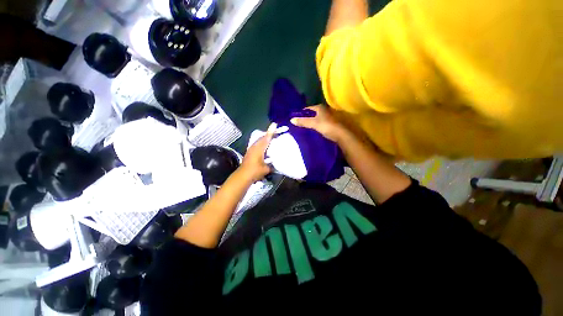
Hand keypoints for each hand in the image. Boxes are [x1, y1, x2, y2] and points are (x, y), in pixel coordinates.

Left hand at [239, 123, 276, 181]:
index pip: (266, 138)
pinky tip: (264, 147)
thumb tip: (276, 164)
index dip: (271, 132)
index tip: (274, 124)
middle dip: (268, 134)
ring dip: (264, 139)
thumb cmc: (255, 171)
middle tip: (275, 132)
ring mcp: (251, 149)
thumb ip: (272, 165)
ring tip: (271, 138)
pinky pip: (257, 145)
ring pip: (259, 141)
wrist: (242, 176)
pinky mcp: (249, 153)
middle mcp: (254, 147)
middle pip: (262, 138)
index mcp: (259, 149)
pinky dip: (261, 144)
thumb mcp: (266, 169)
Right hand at [290, 105, 347, 141]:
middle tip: (298, 124)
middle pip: (311, 114)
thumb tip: (291, 120)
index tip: (295, 119)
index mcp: (320, 108)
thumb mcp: (313, 123)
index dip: (301, 113)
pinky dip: (314, 127)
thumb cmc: (326, 126)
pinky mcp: (329, 124)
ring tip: (303, 128)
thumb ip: (303, 121)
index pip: (307, 109)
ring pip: (315, 119)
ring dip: (310, 123)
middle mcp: (324, 110)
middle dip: (305, 119)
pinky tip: (311, 131)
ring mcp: (327, 117)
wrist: (340, 135)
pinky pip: (318, 124)